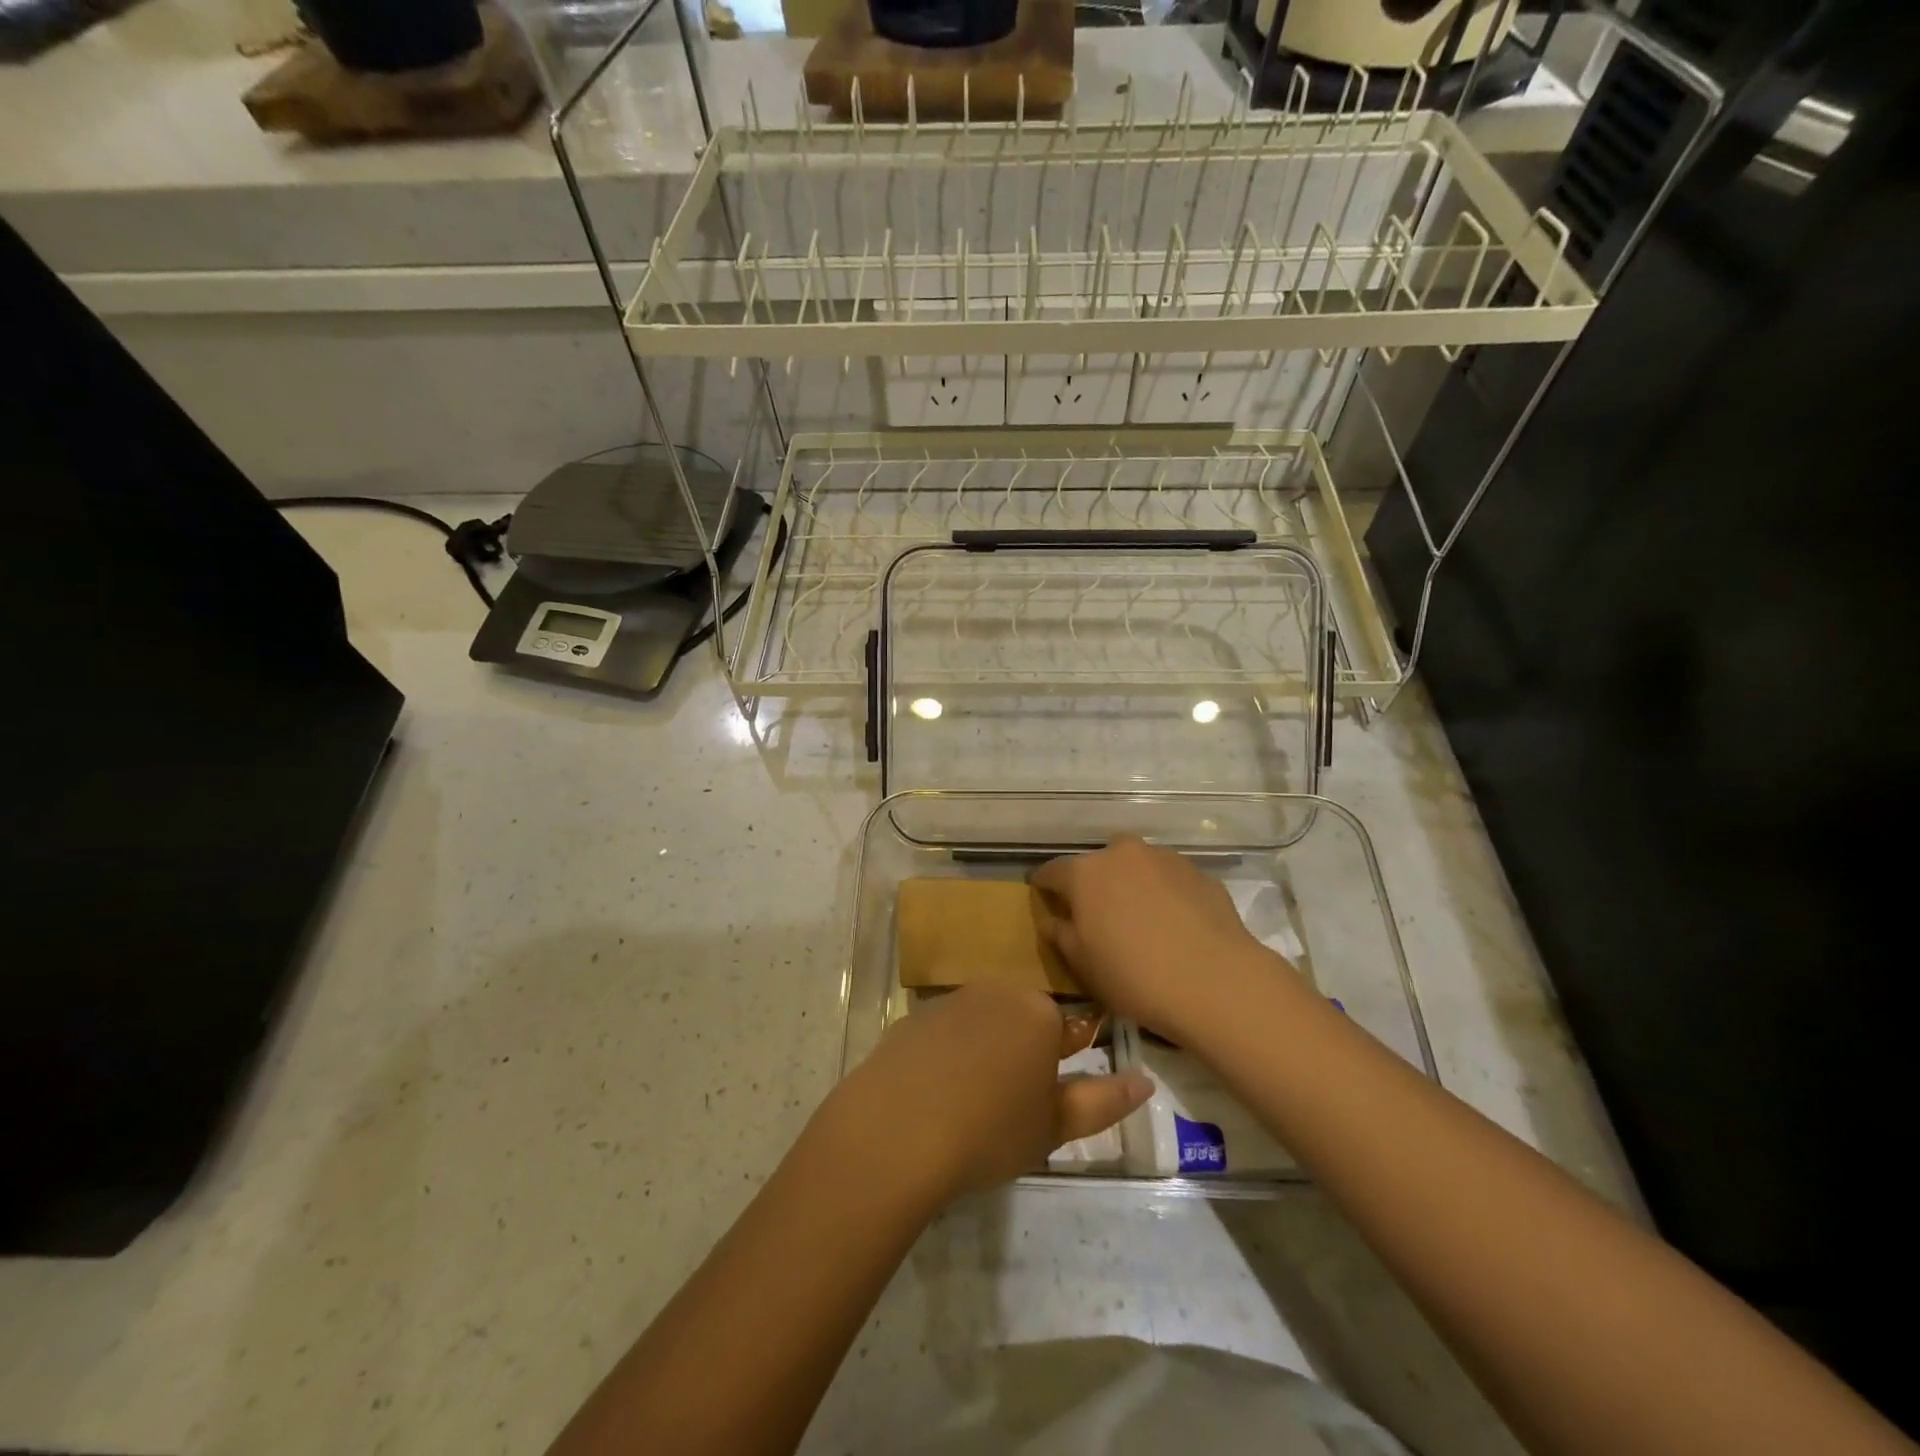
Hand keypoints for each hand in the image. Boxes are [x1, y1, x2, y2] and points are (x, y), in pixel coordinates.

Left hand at [815, 983, 1149, 1206]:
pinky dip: (948, 1057)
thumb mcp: (1055, 1125)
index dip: (1063, 1066)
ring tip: (971, 1106)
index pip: (1070, 1029)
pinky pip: (945, 1034)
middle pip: (1023, 1021)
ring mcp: (950, 1001)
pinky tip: (935, 1096)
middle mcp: (997, 992)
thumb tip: (1144, 1081)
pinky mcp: (914, 1017)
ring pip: (983, 1025)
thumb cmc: (990, 1130)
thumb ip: (1104, 1101)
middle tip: (1011, 1109)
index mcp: (1039, 1012)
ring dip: (986, 1054)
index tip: (1046, 1099)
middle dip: (1024, 1055)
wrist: (897, 1130)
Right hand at [1031, 835, 1289, 1041]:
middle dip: (1094, 882)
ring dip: (1132, 885)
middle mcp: (1123, 854)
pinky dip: (1165, 894)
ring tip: (1140, 919)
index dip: (1044, 885)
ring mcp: (1165, 859)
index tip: (1042, 896)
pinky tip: (1174, 925)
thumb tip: (1053, 919)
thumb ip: (1061, 934)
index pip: (1052, 871)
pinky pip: (1170, 880)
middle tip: (1098, 914)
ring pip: (1137, 867)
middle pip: (1098, 863)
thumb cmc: (1134, 976)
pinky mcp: (1200, 873)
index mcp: (1086, 873)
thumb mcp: (1083, 965)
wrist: (1216, 982)